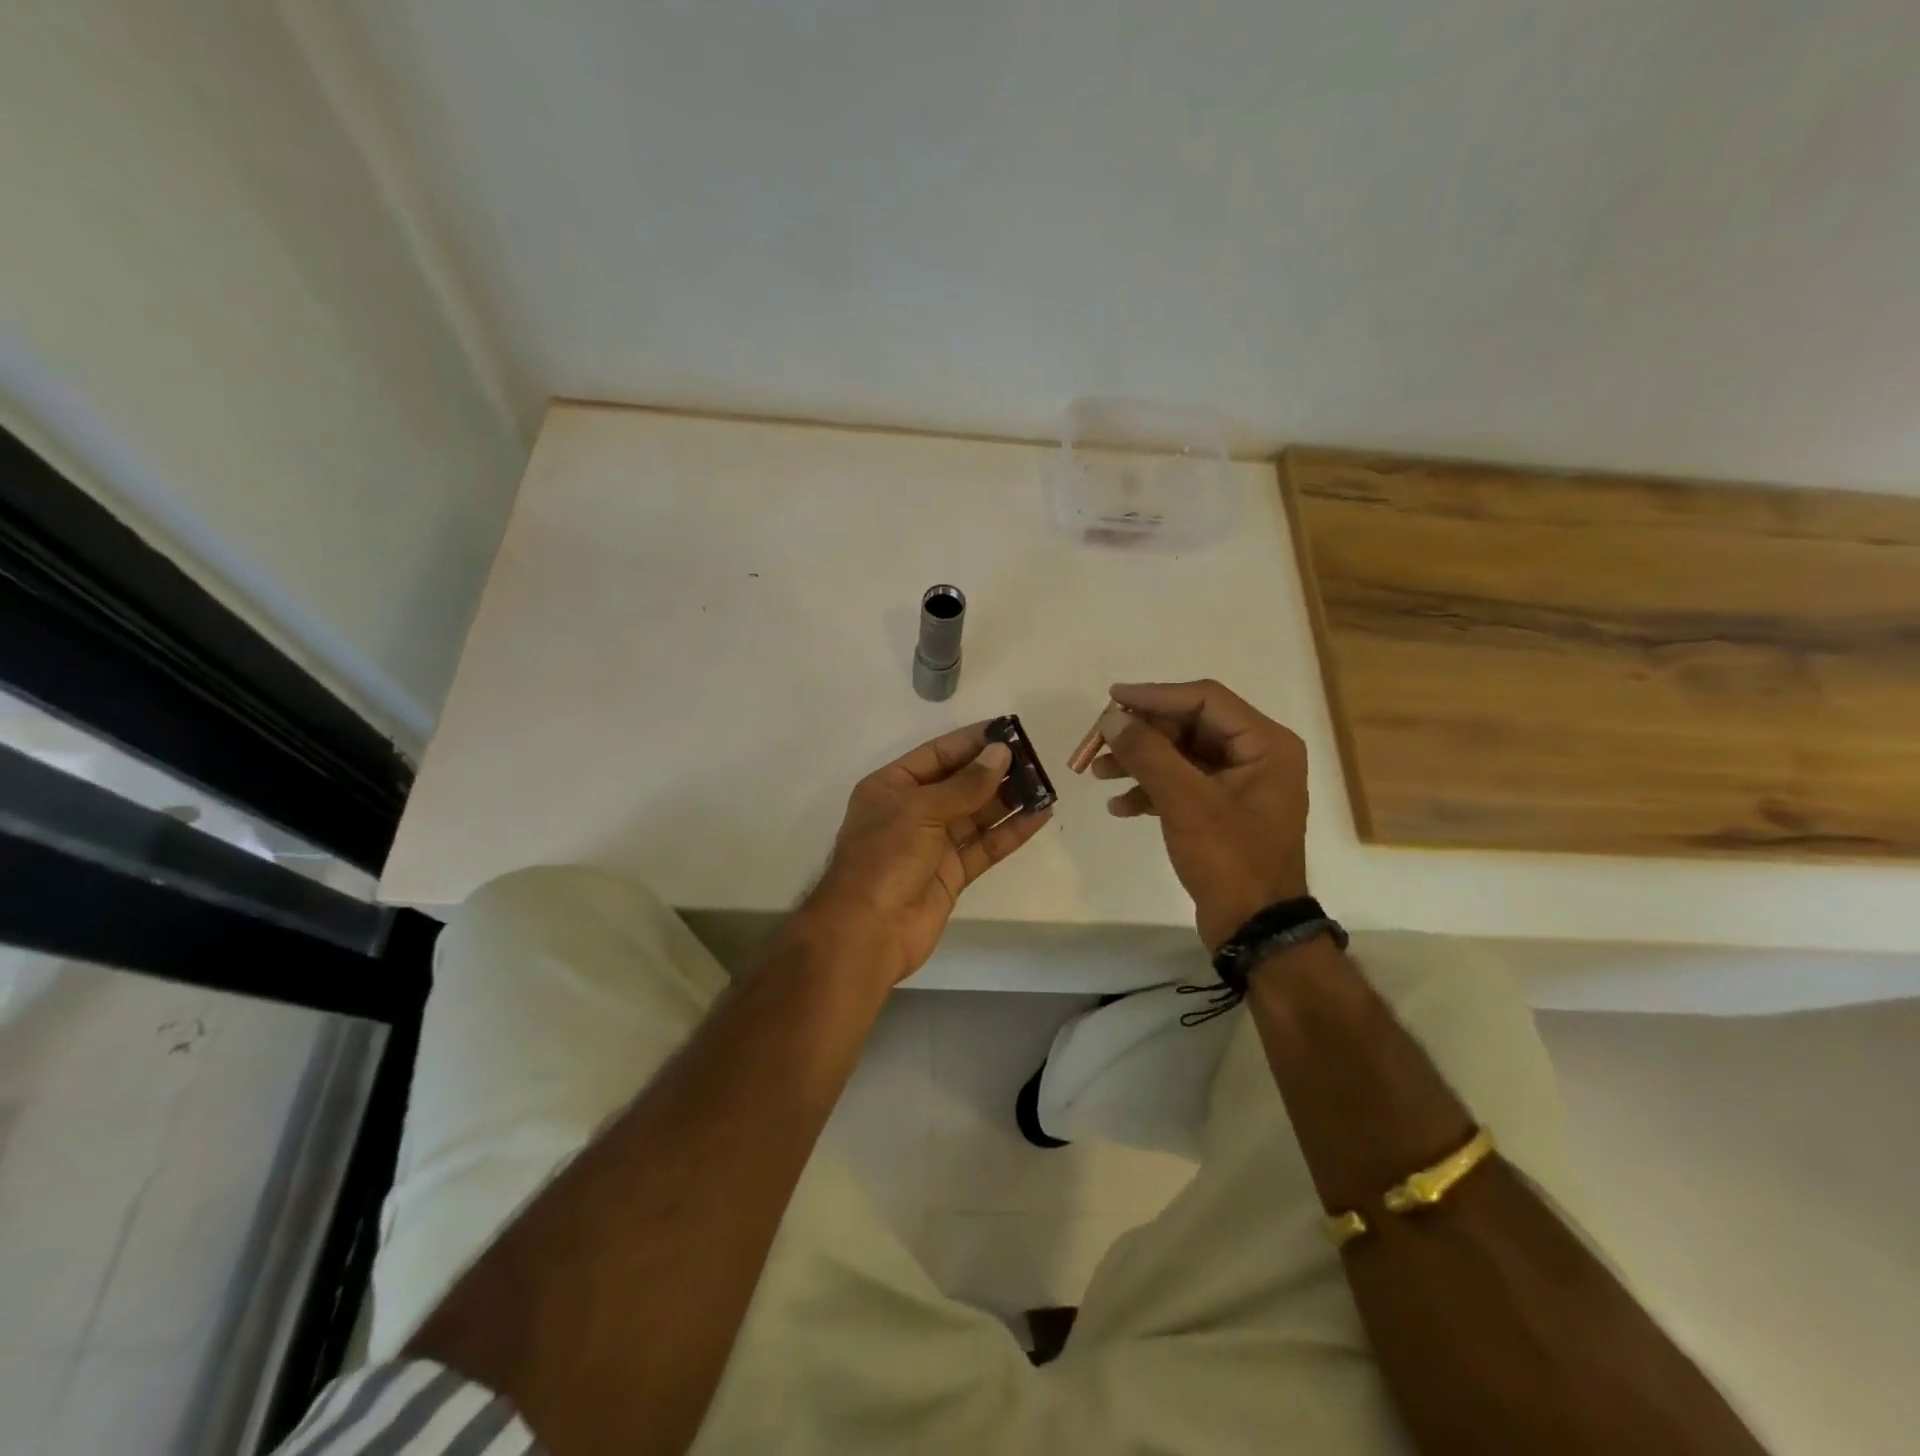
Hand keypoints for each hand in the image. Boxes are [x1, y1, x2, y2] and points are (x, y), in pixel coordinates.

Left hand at [805, 723, 1053, 985]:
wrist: (868, 931)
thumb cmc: (885, 858)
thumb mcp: (920, 810)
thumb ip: (965, 784)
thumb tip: (1001, 754)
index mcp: (892, 786)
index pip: (938, 754)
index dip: (972, 742)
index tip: (1009, 730)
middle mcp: (913, 810)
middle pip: (960, 783)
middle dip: (995, 770)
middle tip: (1034, 757)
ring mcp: (933, 843)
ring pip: (977, 814)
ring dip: (1009, 799)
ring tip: (1044, 783)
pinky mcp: (953, 873)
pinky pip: (986, 845)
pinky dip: (1011, 831)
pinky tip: (1040, 815)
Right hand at [1091, 680, 1310, 952]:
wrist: (1255, 928)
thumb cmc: (1230, 859)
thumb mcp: (1185, 801)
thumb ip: (1147, 753)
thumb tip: (1111, 718)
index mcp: (1265, 744)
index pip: (1204, 700)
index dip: (1155, 696)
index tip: (1112, 698)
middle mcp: (1257, 756)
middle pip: (1189, 726)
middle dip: (1142, 735)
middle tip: (1099, 742)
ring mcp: (1240, 785)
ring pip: (1181, 756)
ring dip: (1140, 762)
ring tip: (1098, 773)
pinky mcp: (1222, 811)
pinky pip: (1182, 785)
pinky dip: (1151, 791)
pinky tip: (1119, 807)